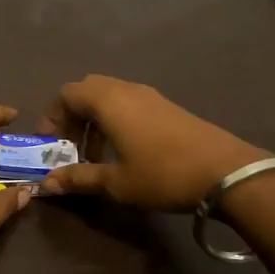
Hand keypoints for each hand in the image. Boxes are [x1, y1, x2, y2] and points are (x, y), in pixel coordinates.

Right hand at [37, 75, 268, 209]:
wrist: (226, 172)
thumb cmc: (163, 174)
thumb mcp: (117, 182)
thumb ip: (79, 179)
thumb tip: (47, 184)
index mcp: (108, 101)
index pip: (66, 94)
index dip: (51, 117)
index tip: (49, 146)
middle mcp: (125, 89)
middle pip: (86, 90)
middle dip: (72, 116)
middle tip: (70, 146)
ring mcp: (149, 95)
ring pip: (109, 96)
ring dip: (94, 120)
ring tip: (95, 155)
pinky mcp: (167, 106)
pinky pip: (128, 103)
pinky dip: (115, 120)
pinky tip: (124, 151)